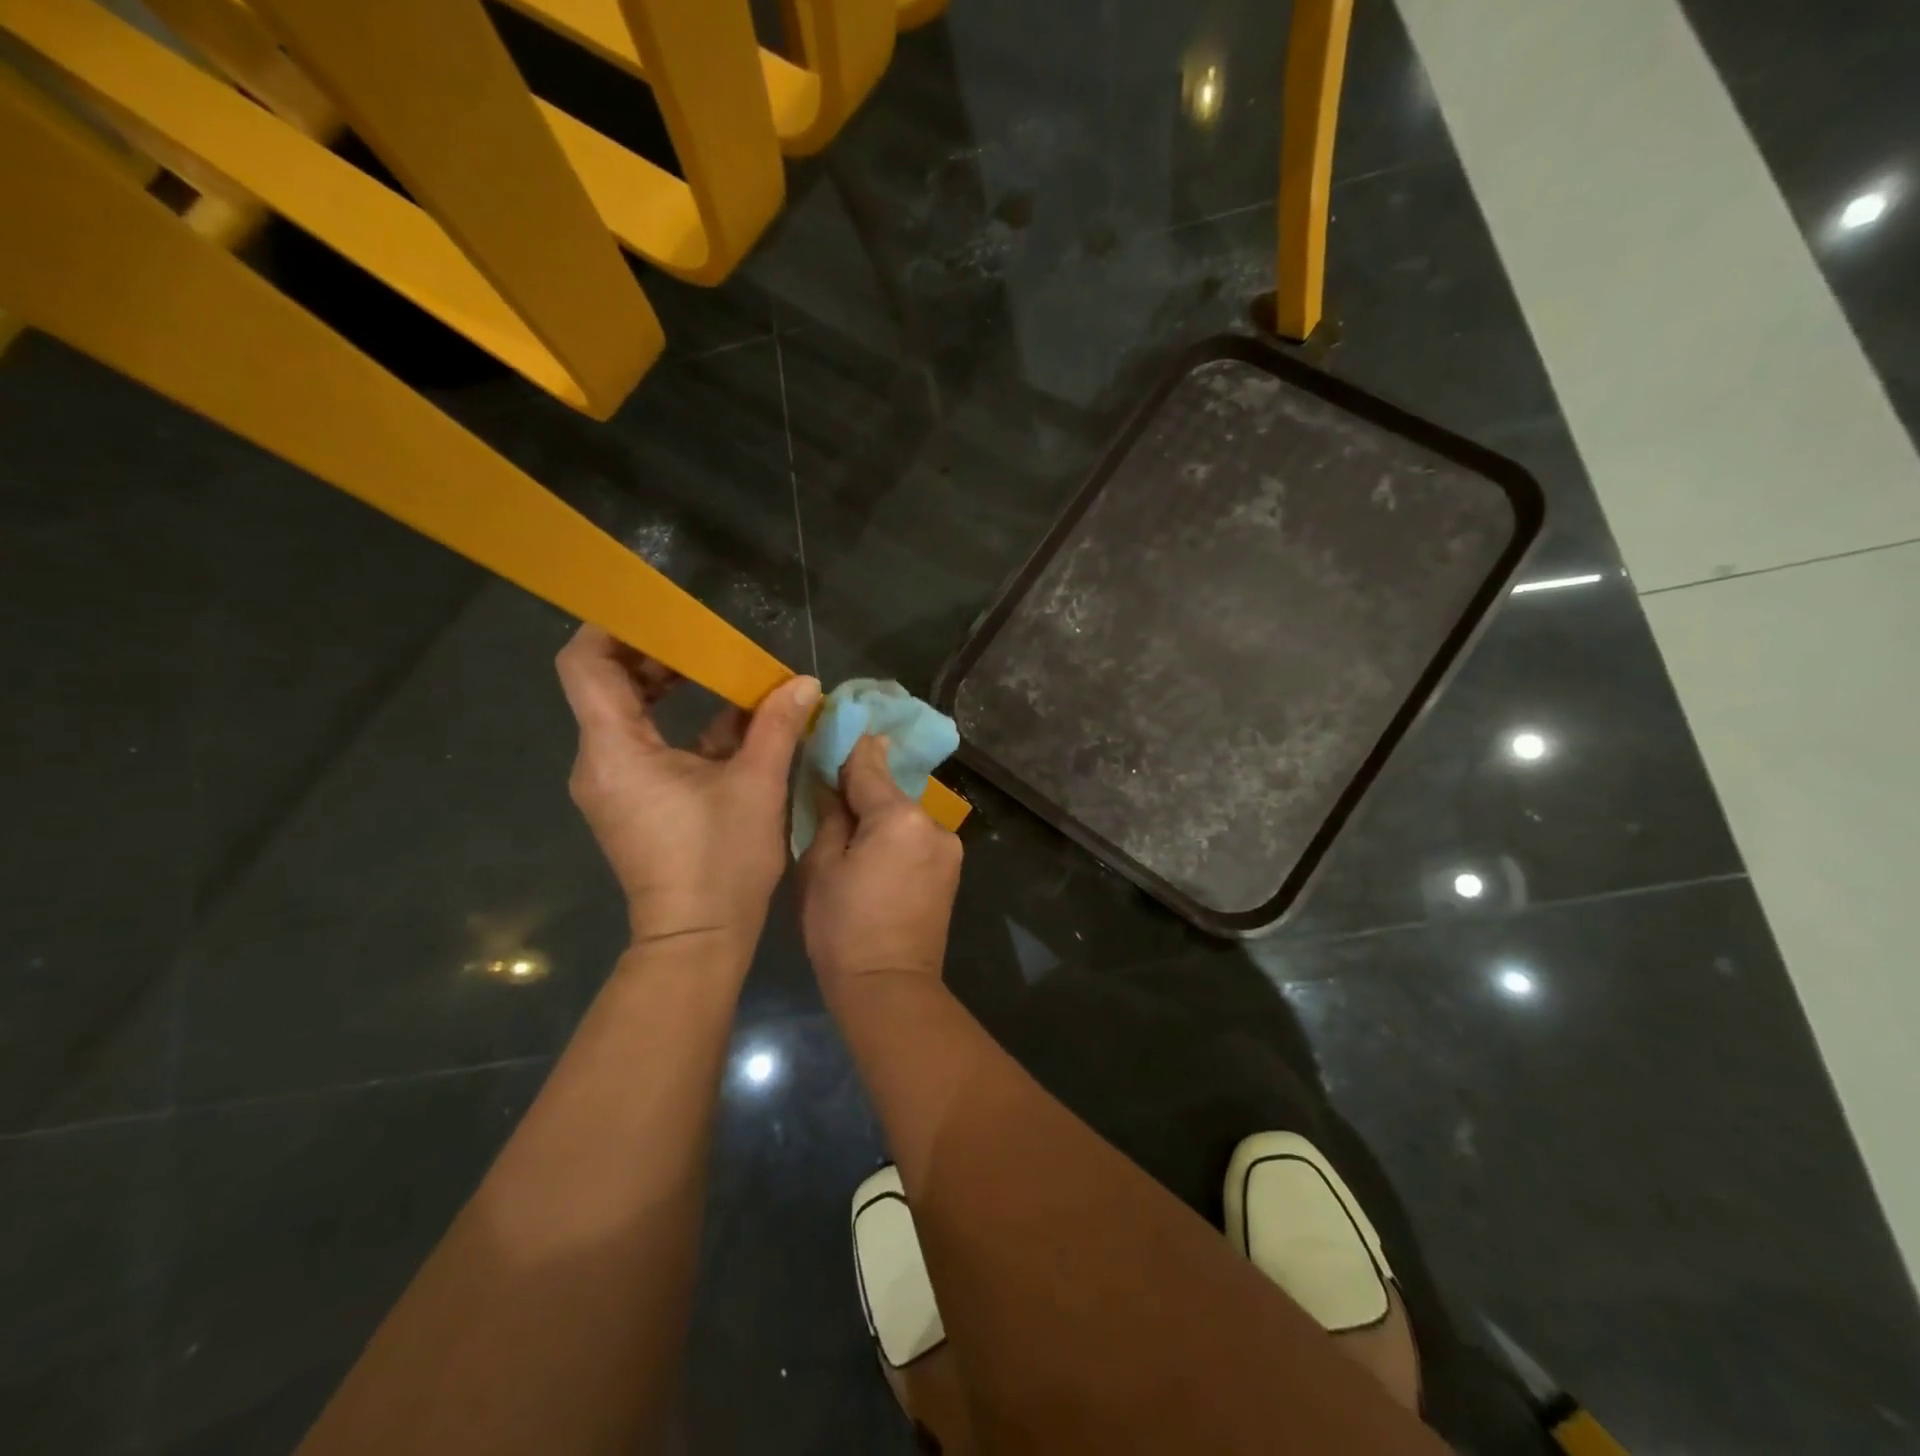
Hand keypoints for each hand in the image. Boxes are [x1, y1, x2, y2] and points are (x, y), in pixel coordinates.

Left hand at [556, 625, 817, 952]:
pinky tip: (733, 722)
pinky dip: (681, 725)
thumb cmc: (720, 860)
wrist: (698, 939)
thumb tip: (802, 682)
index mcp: (615, 749)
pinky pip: (647, 745)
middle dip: (655, 655)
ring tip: (724, 674)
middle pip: (607, 683)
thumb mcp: (757, 785)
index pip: (585, 664)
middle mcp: (600, 761)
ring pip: (629, 714)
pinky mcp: (633, 801)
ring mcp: (615, 783)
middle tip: (706, 641)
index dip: (612, 627)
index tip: (658, 611)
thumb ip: (776, 725)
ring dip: (671, 689)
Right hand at [798, 734, 962, 998]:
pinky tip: (874, 849)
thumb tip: (832, 780)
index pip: (868, 766)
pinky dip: (896, 833)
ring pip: (904, 812)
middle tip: (829, 782)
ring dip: (879, 811)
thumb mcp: (820, 867)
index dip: (847, 746)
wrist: (889, 988)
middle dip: (861, 784)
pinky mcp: (951, 868)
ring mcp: (948, 846)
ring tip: (848, 824)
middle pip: (889, 789)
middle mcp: (932, 822)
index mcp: (899, 817)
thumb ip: (830, 814)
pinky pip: (917, 836)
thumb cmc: (842, 929)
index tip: (831, 725)